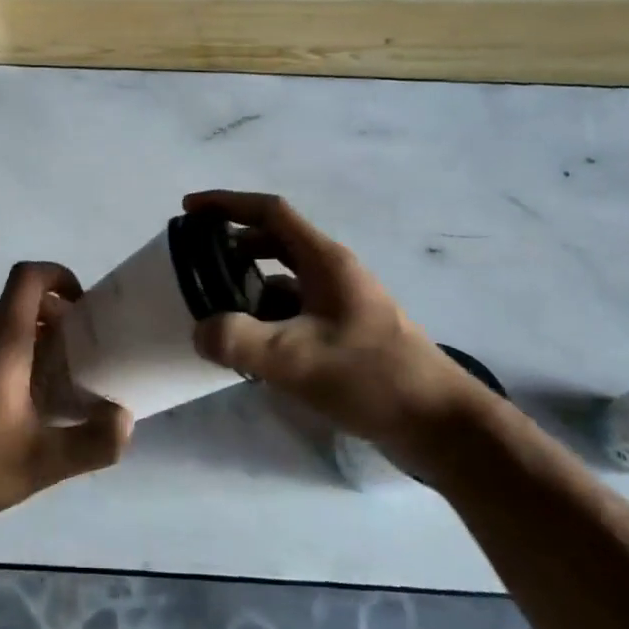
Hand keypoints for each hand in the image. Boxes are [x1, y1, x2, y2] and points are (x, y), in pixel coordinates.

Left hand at [0, 261, 132, 532]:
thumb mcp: (41, 463)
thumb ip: (92, 443)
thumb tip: (126, 420)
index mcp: (0, 342)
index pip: (27, 277)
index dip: (58, 275)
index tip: (81, 305)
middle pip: (15, 303)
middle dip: (51, 317)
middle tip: (75, 354)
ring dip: (26, 339)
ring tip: (46, 384)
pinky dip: (1, 357)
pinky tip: (6, 407)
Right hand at [184, 191, 497, 484]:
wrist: (439, 425)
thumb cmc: (371, 377)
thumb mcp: (295, 359)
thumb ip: (238, 340)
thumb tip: (201, 331)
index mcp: (325, 261)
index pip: (269, 212)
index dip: (226, 204)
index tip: (188, 210)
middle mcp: (333, 273)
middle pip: (274, 242)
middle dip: (232, 246)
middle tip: (195, 262)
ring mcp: (340, 304)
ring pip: (283, 280)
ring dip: (247, 285)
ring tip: (213, 307)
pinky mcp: (344, 334)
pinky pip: (293, 311)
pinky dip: (265, 317)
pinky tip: (248, 345)